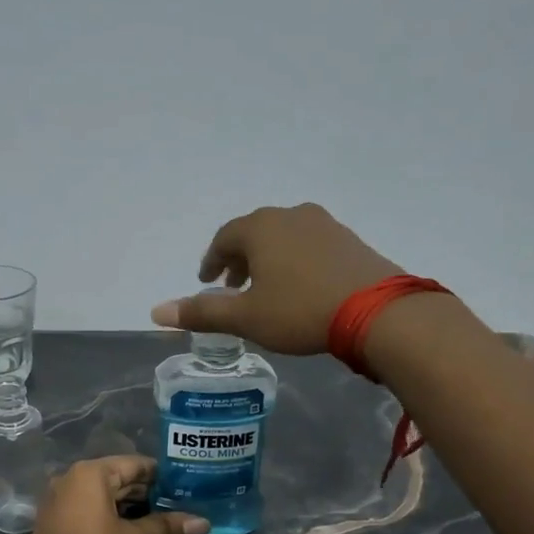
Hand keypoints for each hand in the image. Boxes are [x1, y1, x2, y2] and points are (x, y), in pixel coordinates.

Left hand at [18, 456, 208, 533]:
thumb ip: (166, 526)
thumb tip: (204, 523)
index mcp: (90, 473)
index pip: (133, 464)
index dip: (160, 475)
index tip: (183, 484)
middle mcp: (70, 478)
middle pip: (116, 477)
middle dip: (145, 491)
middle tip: (176, 502)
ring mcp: (58, 498)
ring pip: (101, 493)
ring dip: (127, 504)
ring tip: (159, 516)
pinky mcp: (53, 518)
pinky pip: (86, 506)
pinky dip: (107, 512)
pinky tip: (129, 527)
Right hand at [149, 203, 402, 354]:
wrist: (378, 312)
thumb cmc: (300, 311)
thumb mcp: (246, 317)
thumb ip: (201, 312)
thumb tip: (156, 311)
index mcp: (260, 228)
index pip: (224, 238)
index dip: (212, 261)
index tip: (207, 282)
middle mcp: (290, 215)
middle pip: (254, 233)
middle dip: (239, 259)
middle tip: (232, 287)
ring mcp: (324, 224)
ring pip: (283, 237)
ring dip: (268, 259)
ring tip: (266, 288)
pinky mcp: (350, 240)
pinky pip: (310, 245)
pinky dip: (295, 261)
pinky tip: (302, 286)